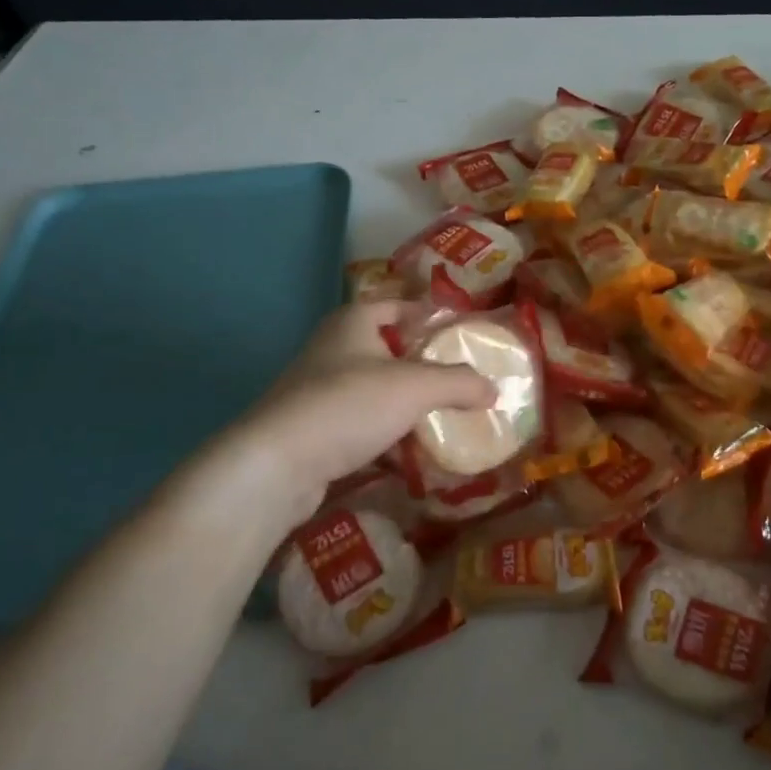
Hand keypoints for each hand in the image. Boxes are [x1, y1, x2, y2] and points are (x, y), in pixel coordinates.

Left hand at [161, 301, 494, 533]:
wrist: (276, 465)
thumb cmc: (348, 405)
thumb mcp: (416, 387)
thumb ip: (459, 383)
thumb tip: (494, 389)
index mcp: (353, 323)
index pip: (397, 305)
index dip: (428, 314)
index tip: (461, 332)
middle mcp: (333, 349)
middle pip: (387, 349)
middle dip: (422, 364)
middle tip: (461, 378)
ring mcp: (319, 391)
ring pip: (374, 390)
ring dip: (405, 403)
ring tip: (444, 417)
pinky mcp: (314, 430)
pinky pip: (361, 425)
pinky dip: (386, 435)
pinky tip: (411, 453)